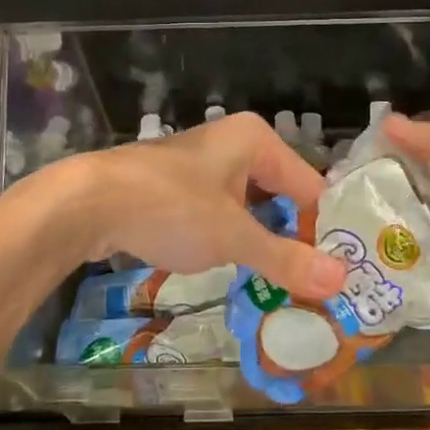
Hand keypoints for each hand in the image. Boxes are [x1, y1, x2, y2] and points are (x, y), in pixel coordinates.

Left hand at [26, 113, 344, 301]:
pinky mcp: (179, 187)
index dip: (324, 230)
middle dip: (293, 239)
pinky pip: (221, 213)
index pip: (309, 187)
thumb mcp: (232, 237)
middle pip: (281, 195)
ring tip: (283, 289)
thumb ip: (285, 258)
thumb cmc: (169, 208)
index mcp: (256, 140)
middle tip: (314, 287)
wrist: (86, 203)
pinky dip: (232, 240)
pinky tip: (237, 272)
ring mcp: (204, 165)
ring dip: (262, 244)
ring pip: (250, 207)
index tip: (339, 275)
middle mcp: (234, 144)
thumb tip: (343, 279)